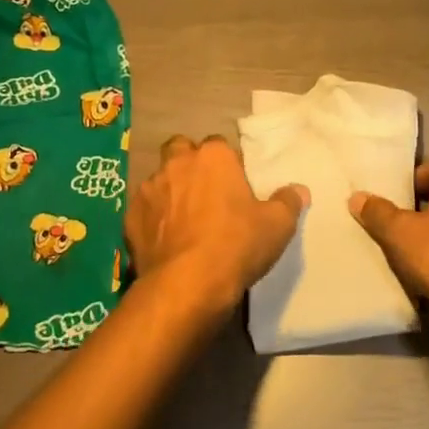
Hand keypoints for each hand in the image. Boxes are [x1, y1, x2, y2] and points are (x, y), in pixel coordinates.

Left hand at [126, 135, 307, 323]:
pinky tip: (164, 240)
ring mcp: (149, 189)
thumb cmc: (237, 245)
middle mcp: (178, 164)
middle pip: (181, 150)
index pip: (219, 144)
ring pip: (159, 179)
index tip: (234, 185)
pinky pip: (143, 210)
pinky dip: (153, 219)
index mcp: (213, 157)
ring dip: (170, 192)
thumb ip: (288, 202)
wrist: (187, 284)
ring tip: (183, 220)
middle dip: (189, 163)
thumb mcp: (277, 225)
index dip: (226, 163)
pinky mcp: (130, 217)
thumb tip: (299, 190)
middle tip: (204, 192)